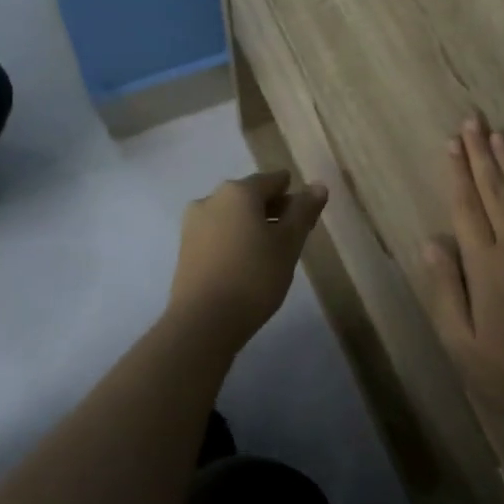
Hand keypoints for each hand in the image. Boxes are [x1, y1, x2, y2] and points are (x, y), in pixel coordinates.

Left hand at [165, 171, 327, 352]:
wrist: (203, 322)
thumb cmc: (254, 277)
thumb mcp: (289, 243)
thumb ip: (303, 211)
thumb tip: (318, 186)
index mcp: (238, 191)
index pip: (273, 181)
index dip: (293, 195)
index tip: (306, 216)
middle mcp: (211, 199)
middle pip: (250, 196)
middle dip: (273, 211)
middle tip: (293, 237)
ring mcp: (193, 224)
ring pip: (232, 216)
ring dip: (253, 227)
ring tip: (271, 254)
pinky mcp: (185, 249)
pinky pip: (218, 234)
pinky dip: (235, 241)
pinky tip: (247, 264)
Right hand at [421, 115, 503, 419]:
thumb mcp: (462, 344)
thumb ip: (446, 289)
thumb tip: (431, 242)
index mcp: (486, 265)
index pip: (468, 207)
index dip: (459, 173)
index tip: (453, 142)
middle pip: (497, 190)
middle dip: (482, 153)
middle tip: (473, 120)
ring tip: (499, 134)